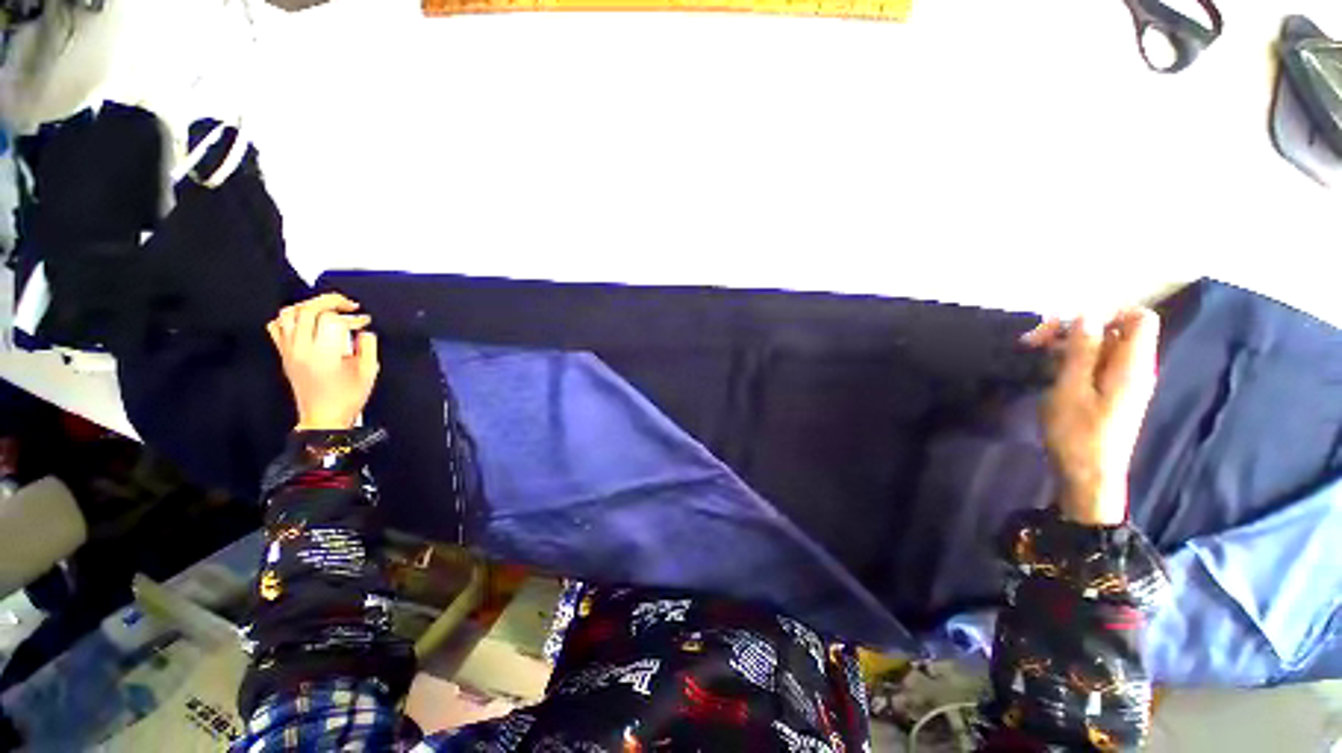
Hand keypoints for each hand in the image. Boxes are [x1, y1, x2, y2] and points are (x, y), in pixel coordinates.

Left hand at [267, 293, 379, 431]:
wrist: (323, 417)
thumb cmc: (349, 397)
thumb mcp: (369, 371)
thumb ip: (368, 346)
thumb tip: (363, 330)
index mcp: (324, 353)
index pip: (332, 320)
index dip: (352, 317)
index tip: (365, 321)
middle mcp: (301, 348)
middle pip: (308, 309)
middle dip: (330, 301)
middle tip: (348, 305)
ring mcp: (288, 350)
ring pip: (289, 313)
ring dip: (309, 305)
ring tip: (326, 309)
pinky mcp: (283, 353)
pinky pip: (277, 326)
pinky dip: (290, 317)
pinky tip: (306, 321)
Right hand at [1021, 308, 1160, 525]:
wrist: (1088, 476)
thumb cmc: (1077, 433)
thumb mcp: (1071, 389)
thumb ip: (1081, 350)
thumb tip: (1086, 315)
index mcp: (1132, 365)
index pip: (1139, 318)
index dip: (1106, 311)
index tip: (1066, 322)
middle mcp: (1134, 368)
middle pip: (1114, 330)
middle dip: (1075, 327)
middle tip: (1034, 340)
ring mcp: (1122, 382)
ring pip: (1101, 347)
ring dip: (1067, 344)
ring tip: (1033, 353)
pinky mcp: (1110, 394)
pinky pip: (1095, 364)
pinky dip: (1071, 360)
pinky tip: (1046, 370)